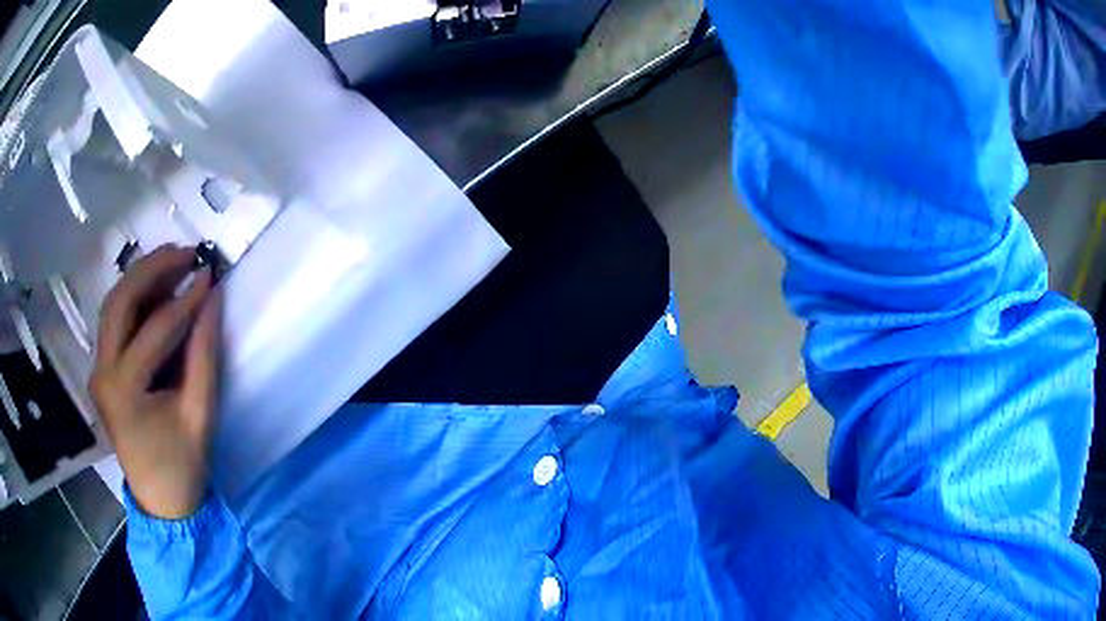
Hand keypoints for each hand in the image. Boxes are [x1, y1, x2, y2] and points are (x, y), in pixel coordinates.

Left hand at [89, 245, 220, 518]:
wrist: (162, 503)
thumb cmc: (183, 465)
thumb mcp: (200, 414)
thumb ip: (204, 354)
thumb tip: (211, 298)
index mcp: (124, 391)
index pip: (155, 330)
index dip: (186, 299)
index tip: (211, 273)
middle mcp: (102, 373)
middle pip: (120, 302)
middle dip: (152, 269)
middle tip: (186, 252)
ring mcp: (98, 371)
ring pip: (113, 306)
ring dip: (141, 278)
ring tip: (174, 262)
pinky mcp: (103, 371)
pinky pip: (115, 322)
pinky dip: (135, 299)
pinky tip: (157, 290)